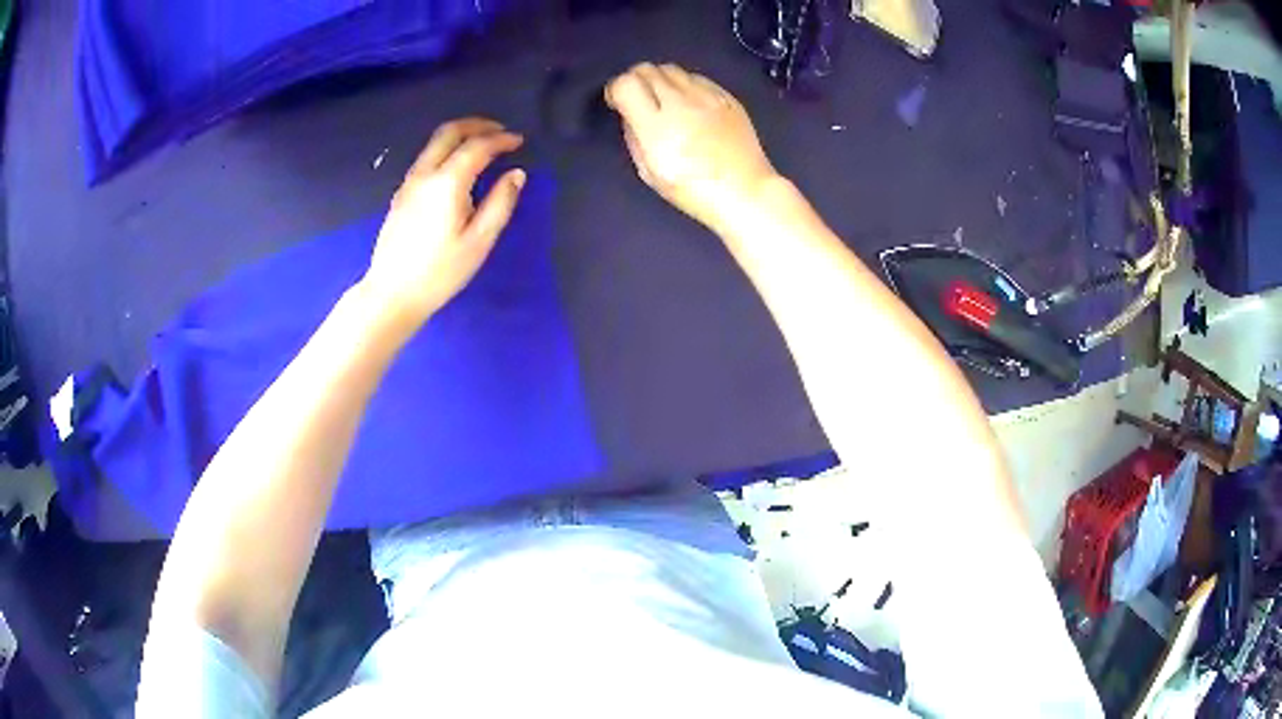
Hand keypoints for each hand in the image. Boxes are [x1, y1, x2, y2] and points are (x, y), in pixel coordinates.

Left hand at [362, 117, 525, 329]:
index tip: (519, 141)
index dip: (501, 139)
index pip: (477, 146)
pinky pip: (426, 158)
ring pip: (434, 143)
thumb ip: (500, 203)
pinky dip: (447, 150)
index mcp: (447, 182)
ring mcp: (409, 183)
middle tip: (500, 131)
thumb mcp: (479, 242)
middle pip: (449, 132)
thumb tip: (516, 174)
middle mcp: (425, 174)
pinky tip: (457, 167)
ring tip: (482, 145)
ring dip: (460, 135)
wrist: (392, 293)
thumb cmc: (440, 272)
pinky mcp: (401, 195)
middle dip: (477, 125)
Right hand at [606, 63, 778, 230]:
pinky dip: (685, 84)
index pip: (626, 84)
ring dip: (660, 79)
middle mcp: (681, 103)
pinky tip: (689, 103)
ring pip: (671, 69)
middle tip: (638, 98)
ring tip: (664, 99)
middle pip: (647, 70)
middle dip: (636, 80)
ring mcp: (707, 97)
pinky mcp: (727, 96)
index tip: (617, 102)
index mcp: (657, 127)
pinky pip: (697, 77)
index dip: (616, 89)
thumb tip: (629, 114)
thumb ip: (634, 137)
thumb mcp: (649, 172)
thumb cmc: (693, 190)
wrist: (746, 192)